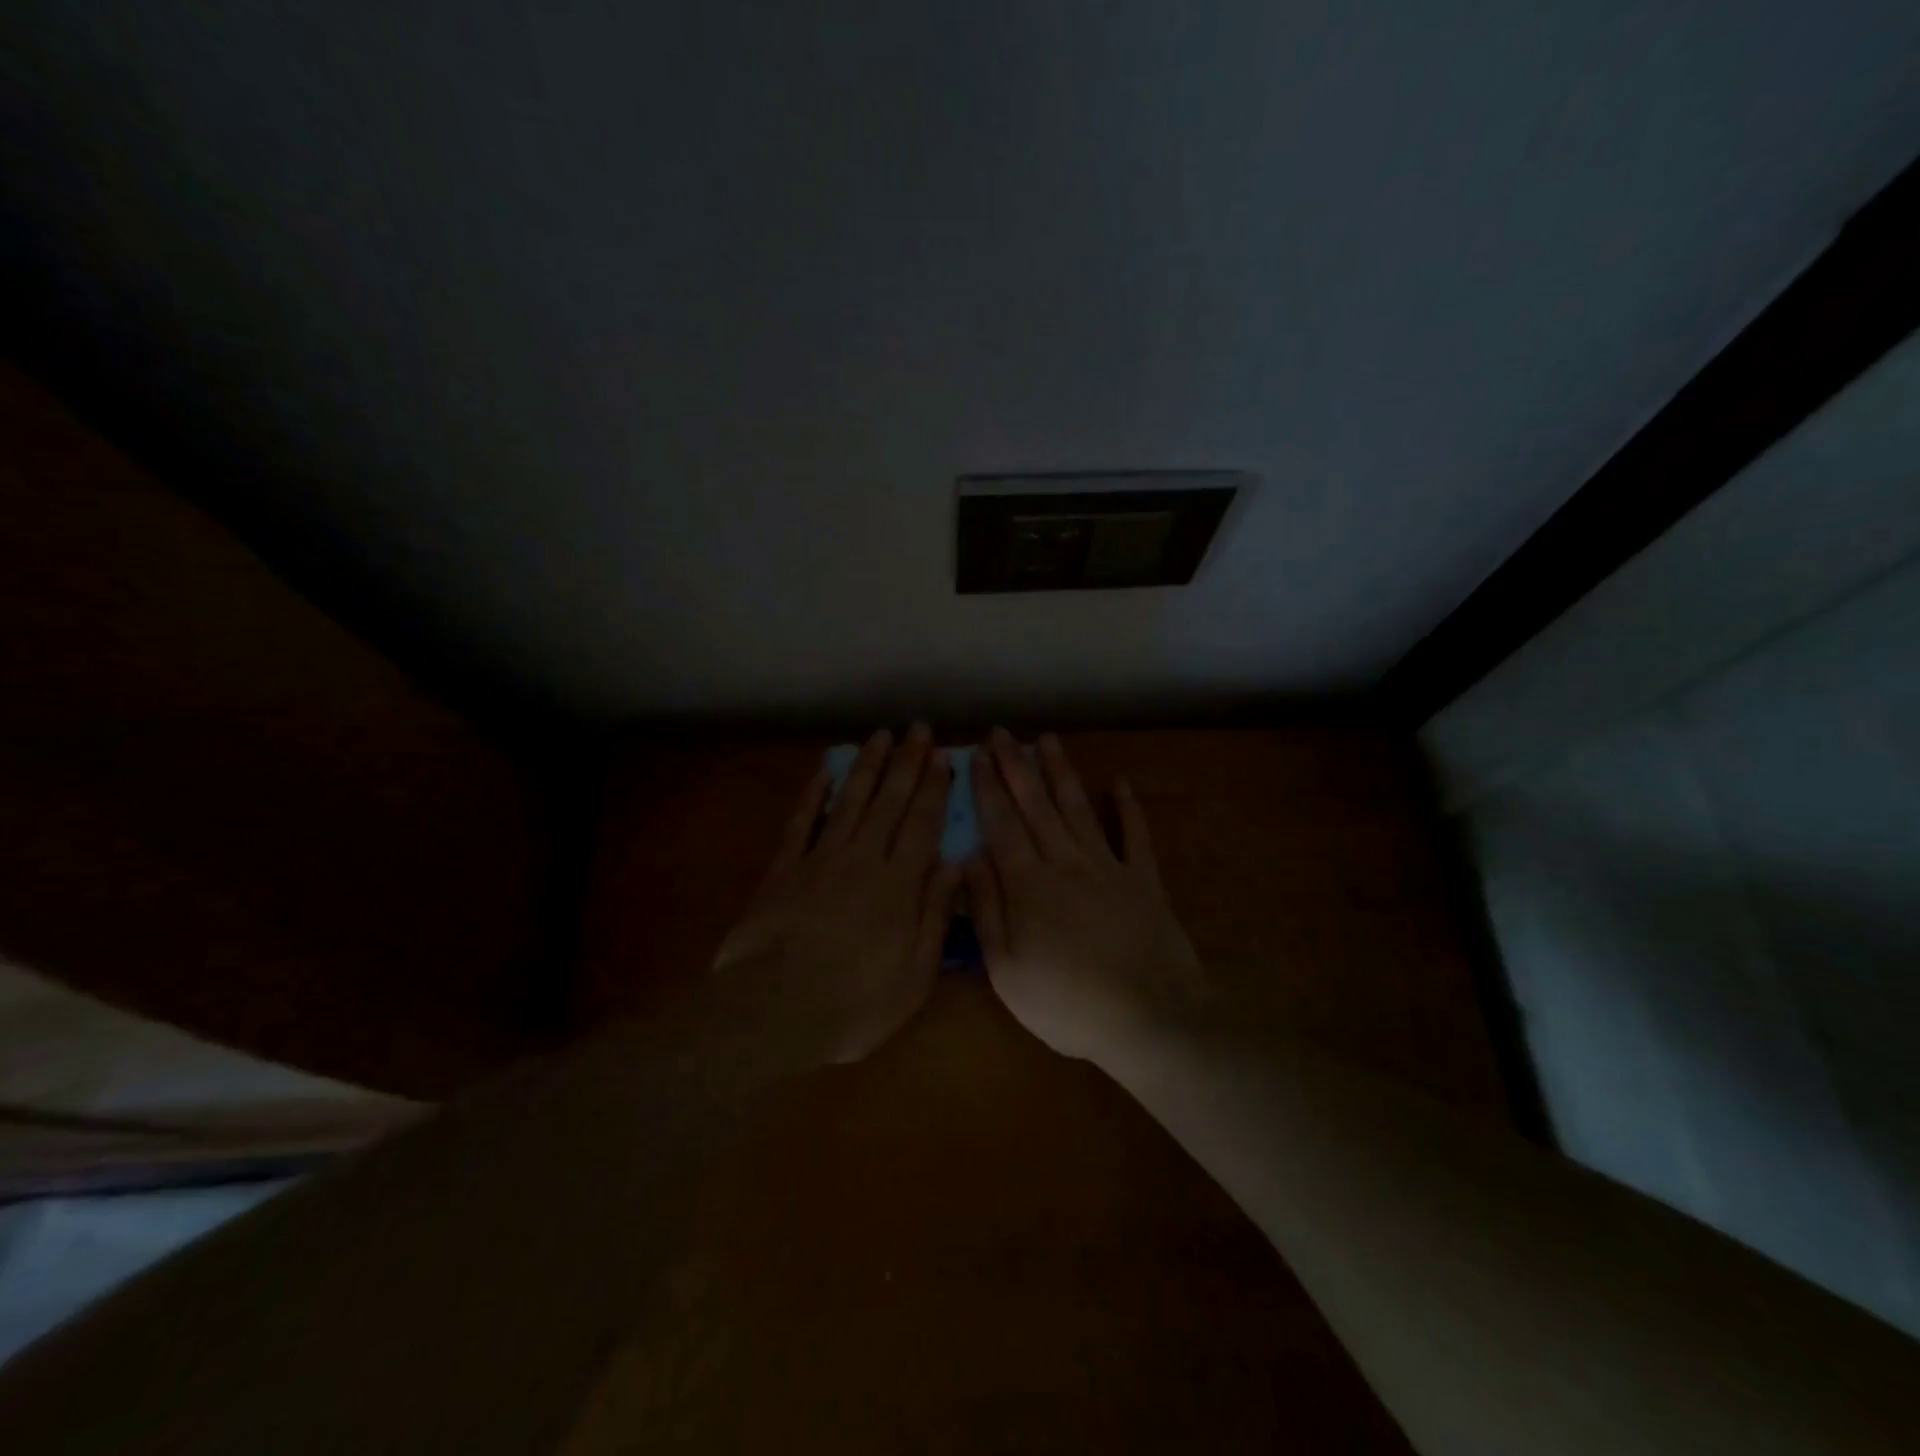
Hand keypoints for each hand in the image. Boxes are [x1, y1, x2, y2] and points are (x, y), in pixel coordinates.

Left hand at [713, 725, 959, 1064]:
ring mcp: (820, 859)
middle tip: (918, 729)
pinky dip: (813, 794)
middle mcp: (863, 859)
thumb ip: (935, 916)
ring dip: (867, 766)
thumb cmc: (856, 1003)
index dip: (935, 788)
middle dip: (907, 763)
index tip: (944, 756)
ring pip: (849, 801)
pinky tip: (824, 770)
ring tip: (881, 736)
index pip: (923, 823)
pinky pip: (801, 821)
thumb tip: (954, 866)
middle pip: (889, 801)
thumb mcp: (915, 974)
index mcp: (899, 884)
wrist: (775, 1009)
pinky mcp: (784, 869)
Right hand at [964, 729, 1208, 1065]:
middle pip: (1036, 806)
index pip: (1002, 825)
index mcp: (1029, 885)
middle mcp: (1066, 863)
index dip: (987, 788)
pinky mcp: (1144, 882)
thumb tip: (967, 858)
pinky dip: (1127, 809)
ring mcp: (1109, 868)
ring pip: (1079, 809)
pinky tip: (1120, 784)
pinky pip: (1135, 837)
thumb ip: (987, 911)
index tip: (976, 755)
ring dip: (1062, 773)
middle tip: (1002, 733)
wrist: (1149, 1019)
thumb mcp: (1007, 971)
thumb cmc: (1067, 1004)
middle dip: (1017, 766)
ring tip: (1048, 740)